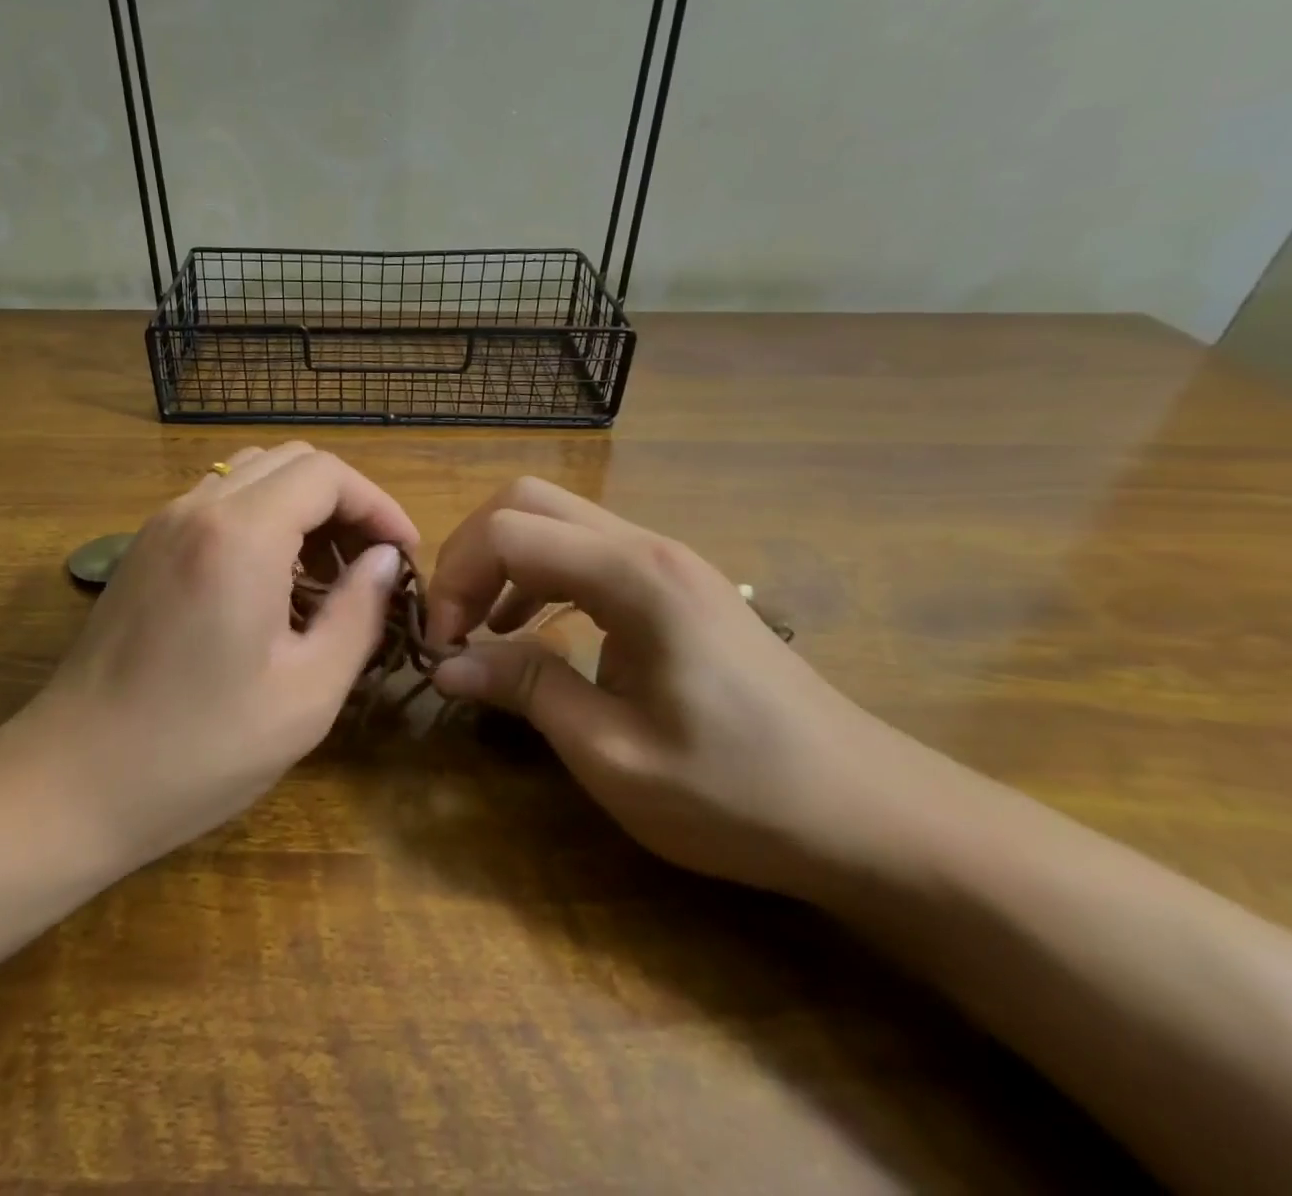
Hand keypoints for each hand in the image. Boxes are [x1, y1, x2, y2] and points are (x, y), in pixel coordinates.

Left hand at [9, 443, 413, 874]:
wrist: (71, 782)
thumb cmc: (200, 749)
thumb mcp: (307, 692)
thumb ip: (358, 612)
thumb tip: (384, 561)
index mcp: (240, 535)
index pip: (327, 474)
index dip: (378, 504)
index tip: (402, 554)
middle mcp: (197, 509)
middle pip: (290, 461)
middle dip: (343, 501)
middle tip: (369, 564)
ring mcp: (161, 524)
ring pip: (251, 474)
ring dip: (300, 507)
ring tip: (325, 575)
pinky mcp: (143, 548)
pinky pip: (217, 503)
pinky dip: (260, 519)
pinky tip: (271, 582)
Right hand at [426, 478, 950, 899]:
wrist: (872, 813)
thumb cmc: (741, 793)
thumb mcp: (615, 756)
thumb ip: (526, 692)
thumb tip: (445, 664)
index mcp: (633, 577)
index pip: (509, 532)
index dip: (455, 579)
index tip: (442, 644)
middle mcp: (647, 547)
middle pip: (527, 500)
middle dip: (472, 552)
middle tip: (453, 622)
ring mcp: (666, 560)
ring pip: (555, 519)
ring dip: (503, 561)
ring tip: (481, 627)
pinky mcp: (675, 584)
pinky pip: (585, 551)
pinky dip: (539, 576)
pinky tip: (532, 630)